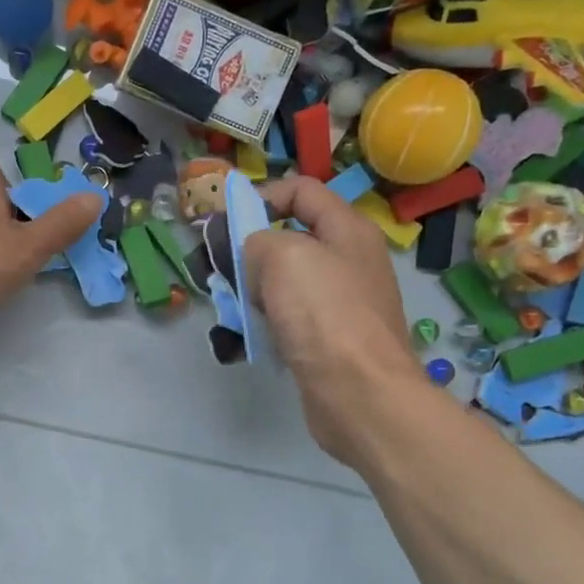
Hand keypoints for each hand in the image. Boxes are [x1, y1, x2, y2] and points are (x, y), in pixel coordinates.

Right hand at [245, 176, 417, 462]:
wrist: (359, 393)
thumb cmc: (324, 314)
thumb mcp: (283, 256)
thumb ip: (258, 240)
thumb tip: (252, 253)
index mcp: (347, 229)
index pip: (302, 191)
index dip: (262, 196)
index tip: (228, 222)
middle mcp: (350, 261)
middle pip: (291, 238)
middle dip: (252, 249)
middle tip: (224, 269)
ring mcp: (342, 302)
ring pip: (286, 281)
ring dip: (254, 289)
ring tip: (232, 305)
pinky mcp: (330, 339)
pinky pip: (290, 317)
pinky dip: (267, 321)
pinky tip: (251, 335)